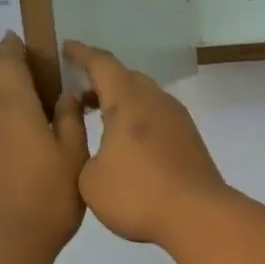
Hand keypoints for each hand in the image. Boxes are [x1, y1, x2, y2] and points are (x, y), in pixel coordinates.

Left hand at [0, 34, 87, 256]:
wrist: (0, 250)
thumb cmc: (48, 200)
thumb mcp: (74, 159)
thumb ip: (69, 121)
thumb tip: (65, 94)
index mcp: (12, 107)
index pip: (8, 64)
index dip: (13, 50)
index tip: (15, 40)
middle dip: (10, 93)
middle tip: (34, 110)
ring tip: (15, 142)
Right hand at [64, 40, 229, 245]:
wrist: (198, 216)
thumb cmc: (137, 194)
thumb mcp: (90, 179)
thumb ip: (83, 153)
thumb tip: (96, 145)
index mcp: (128, 100)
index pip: (101, 64)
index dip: (81, 54)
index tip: (66, 47)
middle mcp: (156, 101)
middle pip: (127, 78)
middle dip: (102, 81)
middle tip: (80, 96)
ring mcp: (178, 120)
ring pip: (146, 99)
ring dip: (123, 104)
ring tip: (101, 121)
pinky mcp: (191, 141)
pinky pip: (158, 119)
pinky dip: (139, 122)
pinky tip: (129, 145)